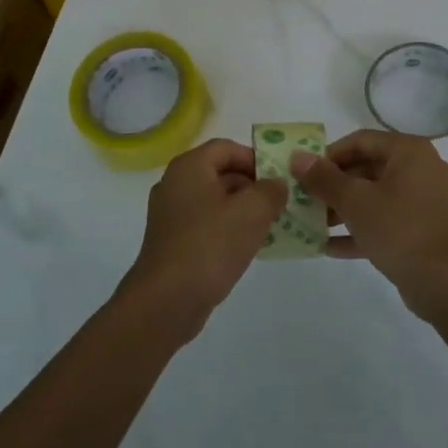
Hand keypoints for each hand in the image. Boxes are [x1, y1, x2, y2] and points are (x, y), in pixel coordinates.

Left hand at [118, 138, 287, 339]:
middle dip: (253, 186)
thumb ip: (271, 190)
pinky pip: (206, 225)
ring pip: (215, 201)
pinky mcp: (172, 242)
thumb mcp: (252, 211)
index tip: (279, 180)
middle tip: (280, 205)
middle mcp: (175, 184)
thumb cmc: (210, 246)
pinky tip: (248, 248)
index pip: (227, 148)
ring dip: (243, 210)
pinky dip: (228, 230)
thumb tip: (276, 184)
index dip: (256, 158)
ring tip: (271, 227)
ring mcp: (170, 215)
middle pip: (220, 173)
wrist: (167, 300)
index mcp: (189, 167)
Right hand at [291, 131, 447, 321]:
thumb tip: (297, 156)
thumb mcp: (355, 202)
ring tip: (312, 223)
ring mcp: (425, 201)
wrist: (446, 284)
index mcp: (410, 152)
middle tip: (305, 199)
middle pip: (368, 168)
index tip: (304, 173)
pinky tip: (329, 247)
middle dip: (334, 185)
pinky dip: (361, 229)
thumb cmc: (400, 230)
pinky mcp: (423, 230)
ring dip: (343, 209)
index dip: (328, 154)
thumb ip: (323, 178)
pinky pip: (386, 221)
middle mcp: (421, 169)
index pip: (361, 140)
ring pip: (376, 197)